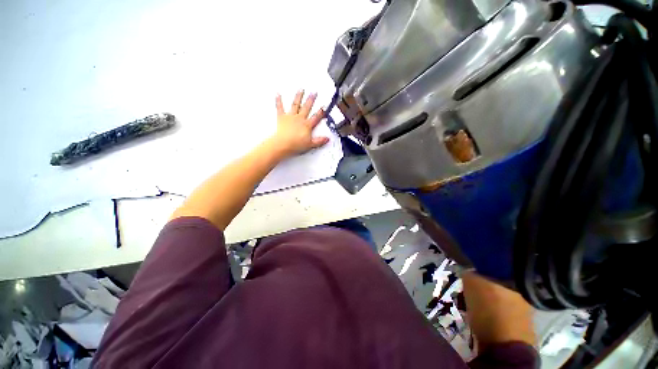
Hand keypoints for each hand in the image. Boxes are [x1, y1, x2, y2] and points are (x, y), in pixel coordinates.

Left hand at [271, 90, 328, 157]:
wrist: (283, 144)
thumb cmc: (296, 144)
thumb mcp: (310, 144)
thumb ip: (319, 141)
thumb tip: (327, 139)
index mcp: (307, 125)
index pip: (316, 117)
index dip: (321, 112)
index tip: (324, 106)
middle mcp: (299, 118)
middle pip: (306, 108)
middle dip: (311, 100)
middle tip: (314, 92)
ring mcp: (290, 117)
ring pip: (295, 105)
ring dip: (298, 97)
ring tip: (301, 90)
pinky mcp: (282, 118)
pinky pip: (280, 108)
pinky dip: (278, 101)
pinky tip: (278, 94)